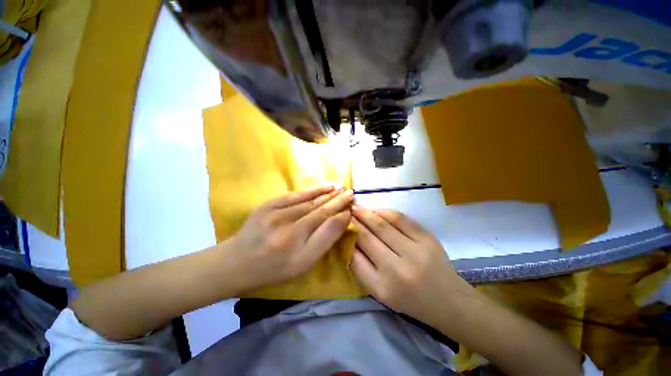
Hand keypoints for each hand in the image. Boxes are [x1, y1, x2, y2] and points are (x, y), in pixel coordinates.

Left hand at [229, 185, 353, 290]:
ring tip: (340, 186)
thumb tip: (341, 219)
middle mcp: (288, 225)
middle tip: (351, 192)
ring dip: (327, 193)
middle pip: (319, 208)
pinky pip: (295, 195)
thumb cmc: (275, 267)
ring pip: (309, 200)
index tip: (352, 205)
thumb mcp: (304, 263)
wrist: (238, 262)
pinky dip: (311, 190)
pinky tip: (322, 186)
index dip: (340, 212)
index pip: (326, 221)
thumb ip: (324, 240)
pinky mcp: (268, 205)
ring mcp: (276, 212)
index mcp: (297, 243)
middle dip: (337, 199)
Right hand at [350, 205, 473, 322]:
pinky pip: (401, 219)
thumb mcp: (381, 293)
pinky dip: (385, 211)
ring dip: (366, 213)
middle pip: (367, 237)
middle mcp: (397, 270)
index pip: (355, 257)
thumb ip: (362, 268)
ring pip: (382, 225)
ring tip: (356, 207)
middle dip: (354, 221)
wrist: (449, 302)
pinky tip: (376, 210)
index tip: (339, 227)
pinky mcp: (427, 239)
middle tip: (346, 211)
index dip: (346, 238)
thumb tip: (349, 241)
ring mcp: (415, 252)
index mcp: (382, 288)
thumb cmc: (411, 300)